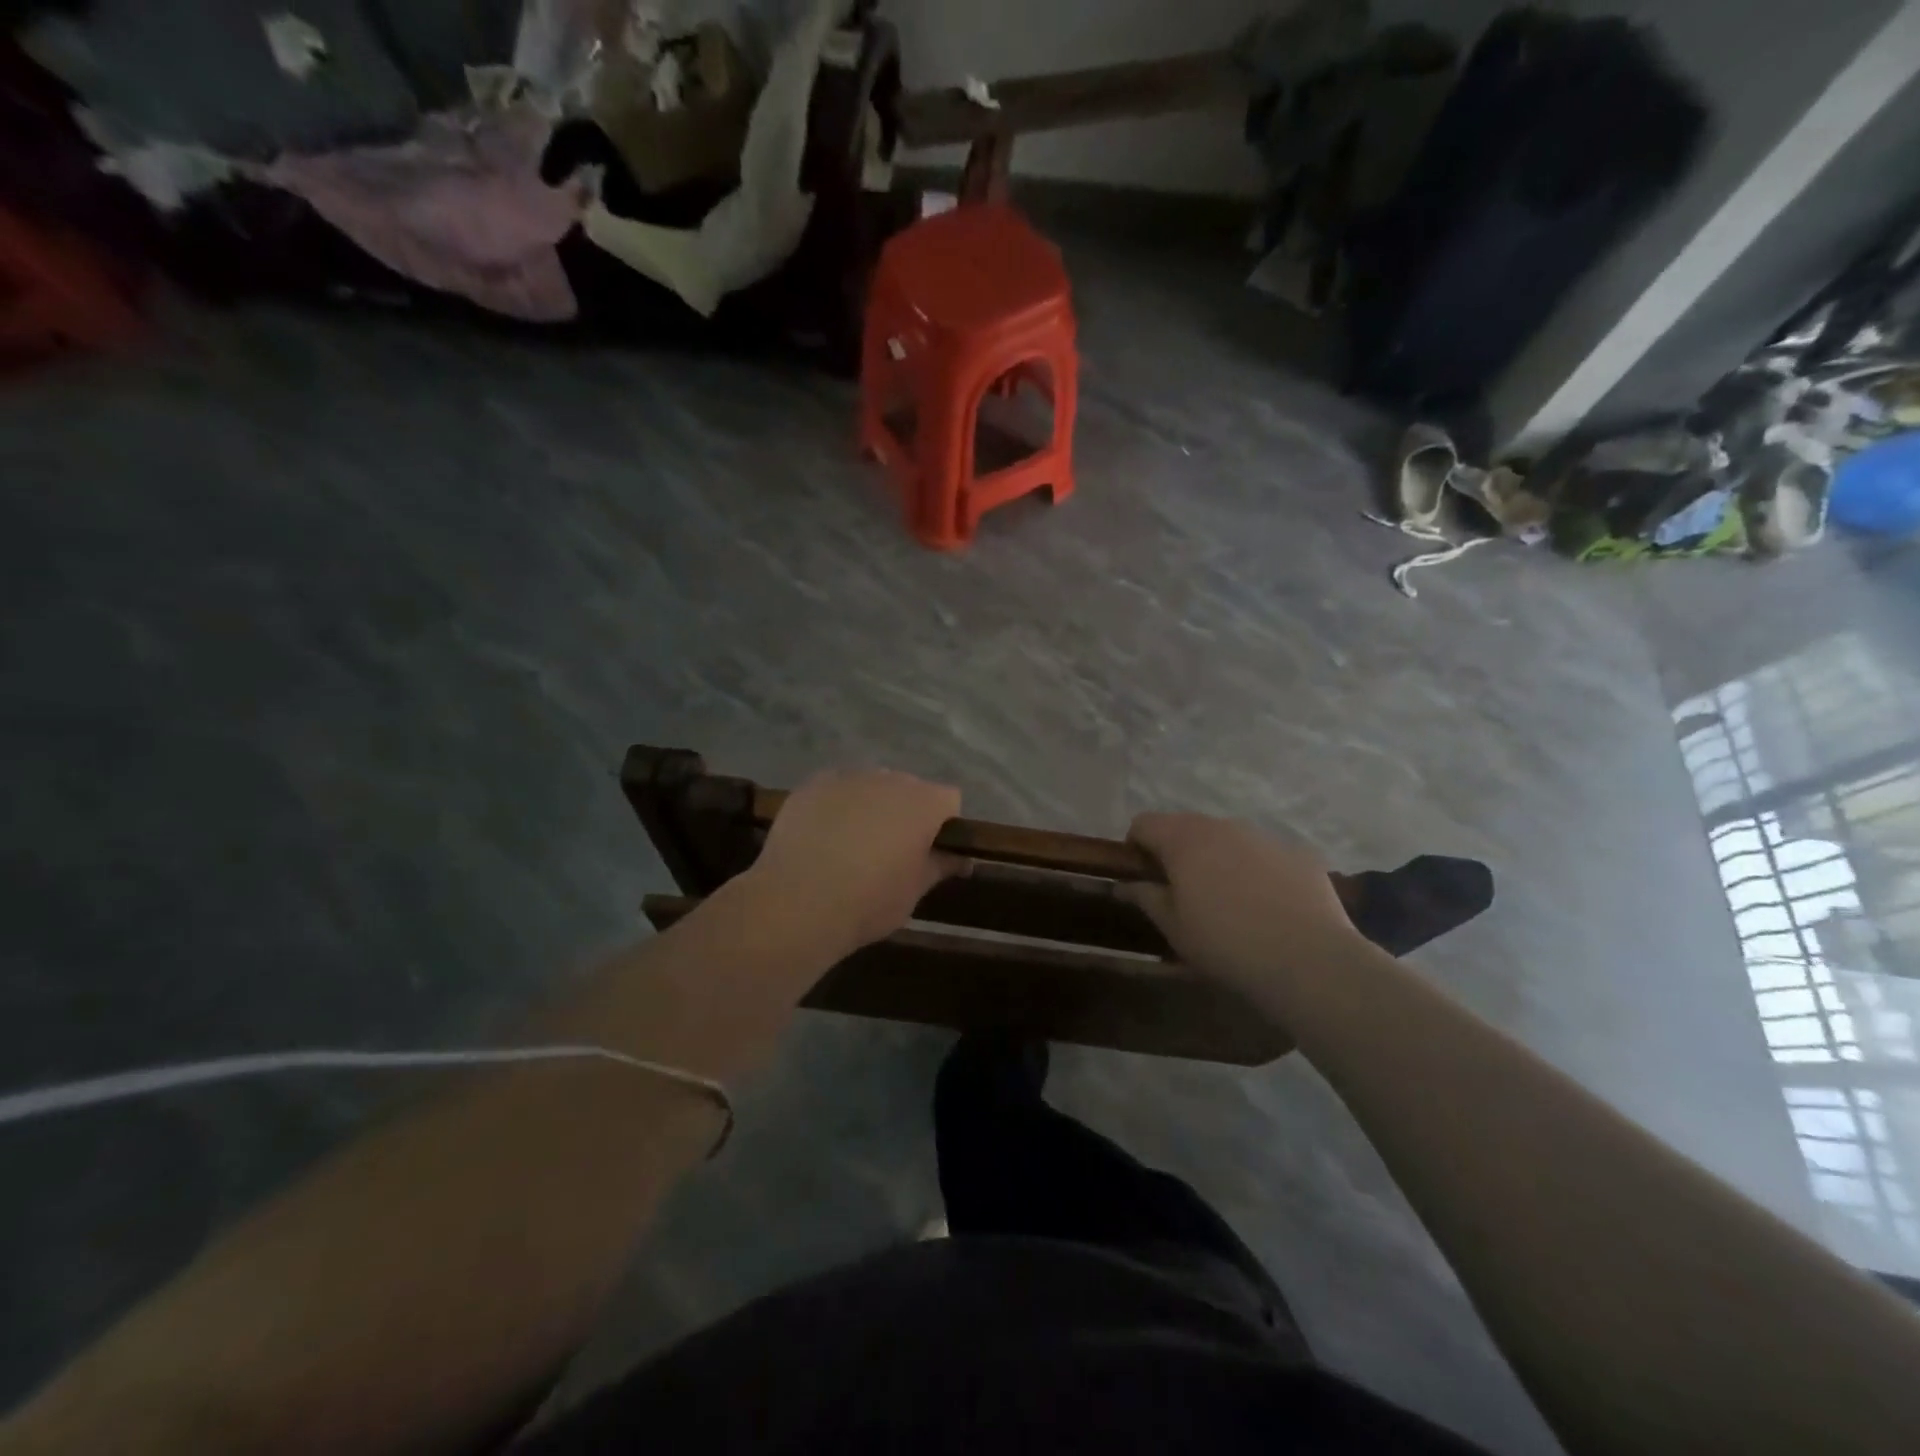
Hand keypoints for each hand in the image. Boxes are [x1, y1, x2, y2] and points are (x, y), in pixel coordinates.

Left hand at [747, 769, 964, 954]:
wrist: (797, 903)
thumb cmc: (869, 901)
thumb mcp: (914, 891)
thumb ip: (941, 866)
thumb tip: (963, 859)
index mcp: (923, 802)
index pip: (949, 800)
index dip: (943, 824)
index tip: (930, 851)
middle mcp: (889, 779)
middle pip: (908, 789)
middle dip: (906, 813)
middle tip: (891, 850)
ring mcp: (848, 777)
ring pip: (870, 787)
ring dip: (870, 807)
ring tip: (852, 844)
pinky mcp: (812, 785)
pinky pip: (836, 790)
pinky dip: (836, 807)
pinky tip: (823, 837)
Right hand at [1124, 813, 1363, 1007]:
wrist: (1309, 960)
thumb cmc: (1225, 944)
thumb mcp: (1173, 927)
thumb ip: (1145, 897)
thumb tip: (1124, 884)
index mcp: (1184, 839)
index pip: (1144, 823)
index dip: (1136, 846)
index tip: (1143, 876)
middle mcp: (1222, 826)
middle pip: (1186, 827)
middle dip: (1178, 852)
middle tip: (1183, 892)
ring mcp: (1264, 837)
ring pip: (1228, 839)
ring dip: (1219, 859)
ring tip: (1229, 902)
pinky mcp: (1299, 854)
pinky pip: (1266, 855)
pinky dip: (1257, 871)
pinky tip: (1268, 907)